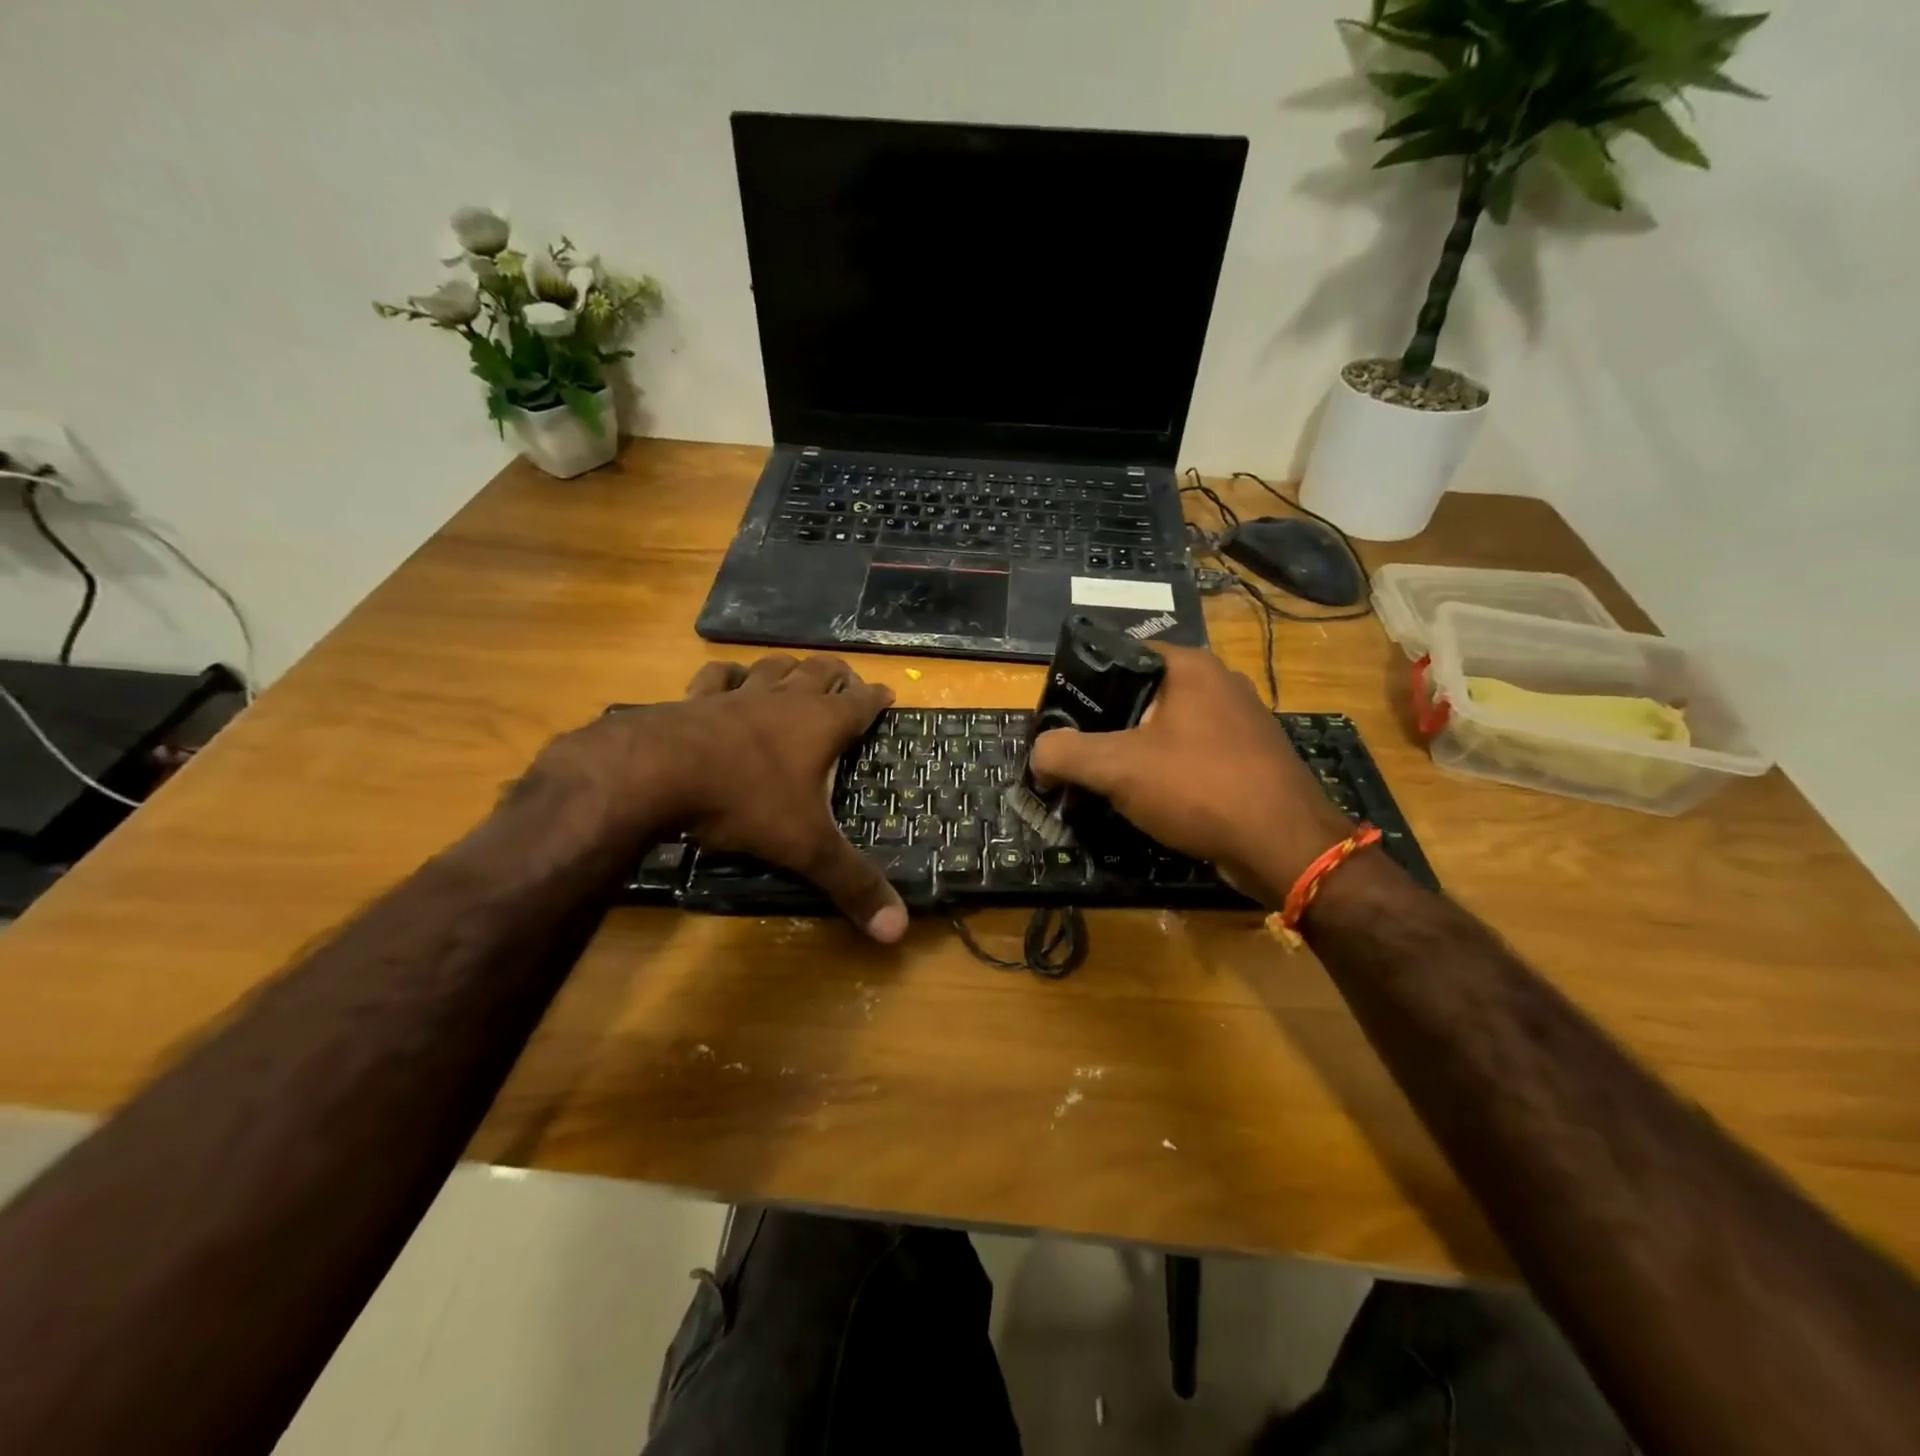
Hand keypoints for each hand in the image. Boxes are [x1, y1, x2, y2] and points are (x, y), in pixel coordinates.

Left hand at [533, 655, 906, 941]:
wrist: (658, 773)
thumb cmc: (745, 802)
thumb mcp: (806, 847)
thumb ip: (852, 884)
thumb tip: (898, 931)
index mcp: (820, 725)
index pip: (861, 703)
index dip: (877, 698)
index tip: (888, 695)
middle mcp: (784, 700)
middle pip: (820, 672)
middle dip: (838, 675)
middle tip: (848, 683)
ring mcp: (738, 695)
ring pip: (773, 666)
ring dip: (789, 668)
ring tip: (797, 673)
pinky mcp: (695, 700)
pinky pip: (718, 677)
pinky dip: (729, 676)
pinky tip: (729, 681)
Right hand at [1026, 644, 1355, 906]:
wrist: (1285, 844)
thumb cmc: (1198, 787)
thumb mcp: (1117, 768)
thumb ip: (1065, 754)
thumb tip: (1039, 755)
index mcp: (1189, 666)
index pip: (1120, 655)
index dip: (1084, 685)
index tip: (1061, 719)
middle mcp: (1220, 682)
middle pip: (1143, 694)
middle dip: (1108, 724)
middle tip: (1078, 755)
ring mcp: (1242, 720)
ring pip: (1169, 728)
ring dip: (1138, 751)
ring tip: (1109, 780)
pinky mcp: (1252, 757)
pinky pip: (1195, 754)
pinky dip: (1169, 770)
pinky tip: (1154, 799)